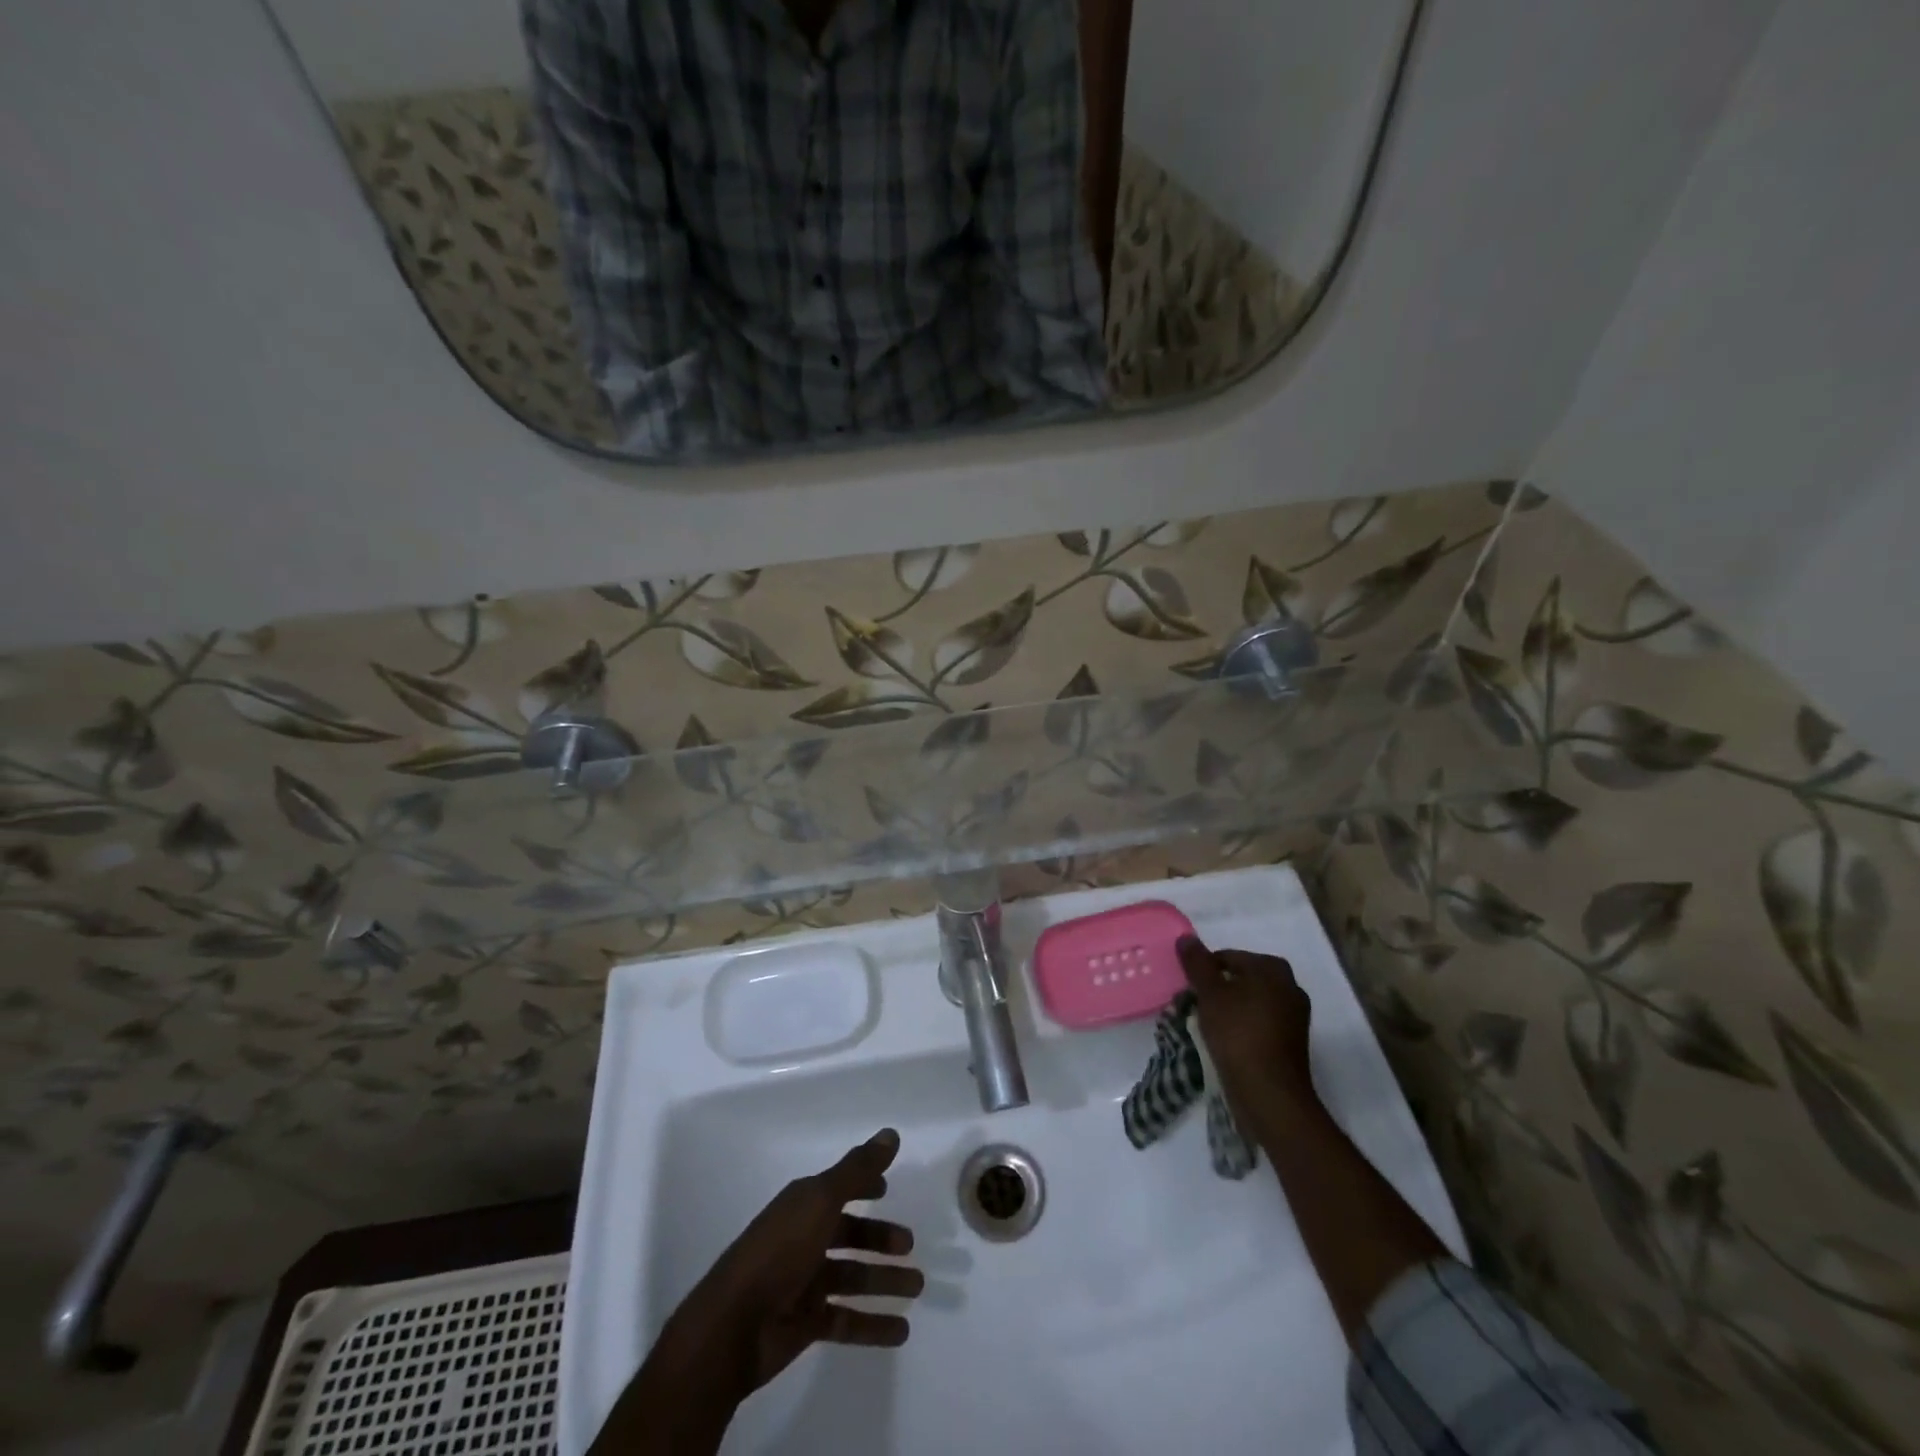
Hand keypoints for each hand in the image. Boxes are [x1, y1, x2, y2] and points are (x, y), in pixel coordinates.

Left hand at [655, 1129, 923, 1401]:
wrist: (734, 1326)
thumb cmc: (780, 1251)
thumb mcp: (822, 1200)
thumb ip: (858, 1169)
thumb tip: (891, 1133)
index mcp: (803, 1205)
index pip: (838, 1188)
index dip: (862, 1184)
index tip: (887, 1187)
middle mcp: (803, 1238)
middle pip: (849, 1233)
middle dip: (879, 1238)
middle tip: (909, 1245)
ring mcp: (804, 1282)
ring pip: (852, 1276)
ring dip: (884, 1280)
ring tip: (917, 1285)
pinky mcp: (805, 1323)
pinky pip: (846, 1319)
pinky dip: (873, 1325)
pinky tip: (901, 1330)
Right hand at [1176, 937, 1318, 1128]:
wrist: (1269, 1093)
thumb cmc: (1238, 1033)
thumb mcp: (1210, 993)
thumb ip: (1197, 962)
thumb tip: (1187, 937)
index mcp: (1273, 968)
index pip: (1227, 957)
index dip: (1204, 971)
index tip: (1189, 990)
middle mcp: (1289, 986)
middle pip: (1241, 979)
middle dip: (1217, 989)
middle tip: (1195, 1006)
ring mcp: (1294, 1016)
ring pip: (1249, 1002)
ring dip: (1228, 1009)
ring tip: (1206, 1026)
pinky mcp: (1291, 1043)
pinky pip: (1259, 1024)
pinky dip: (1241, 1027)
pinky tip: (1225, 1042)